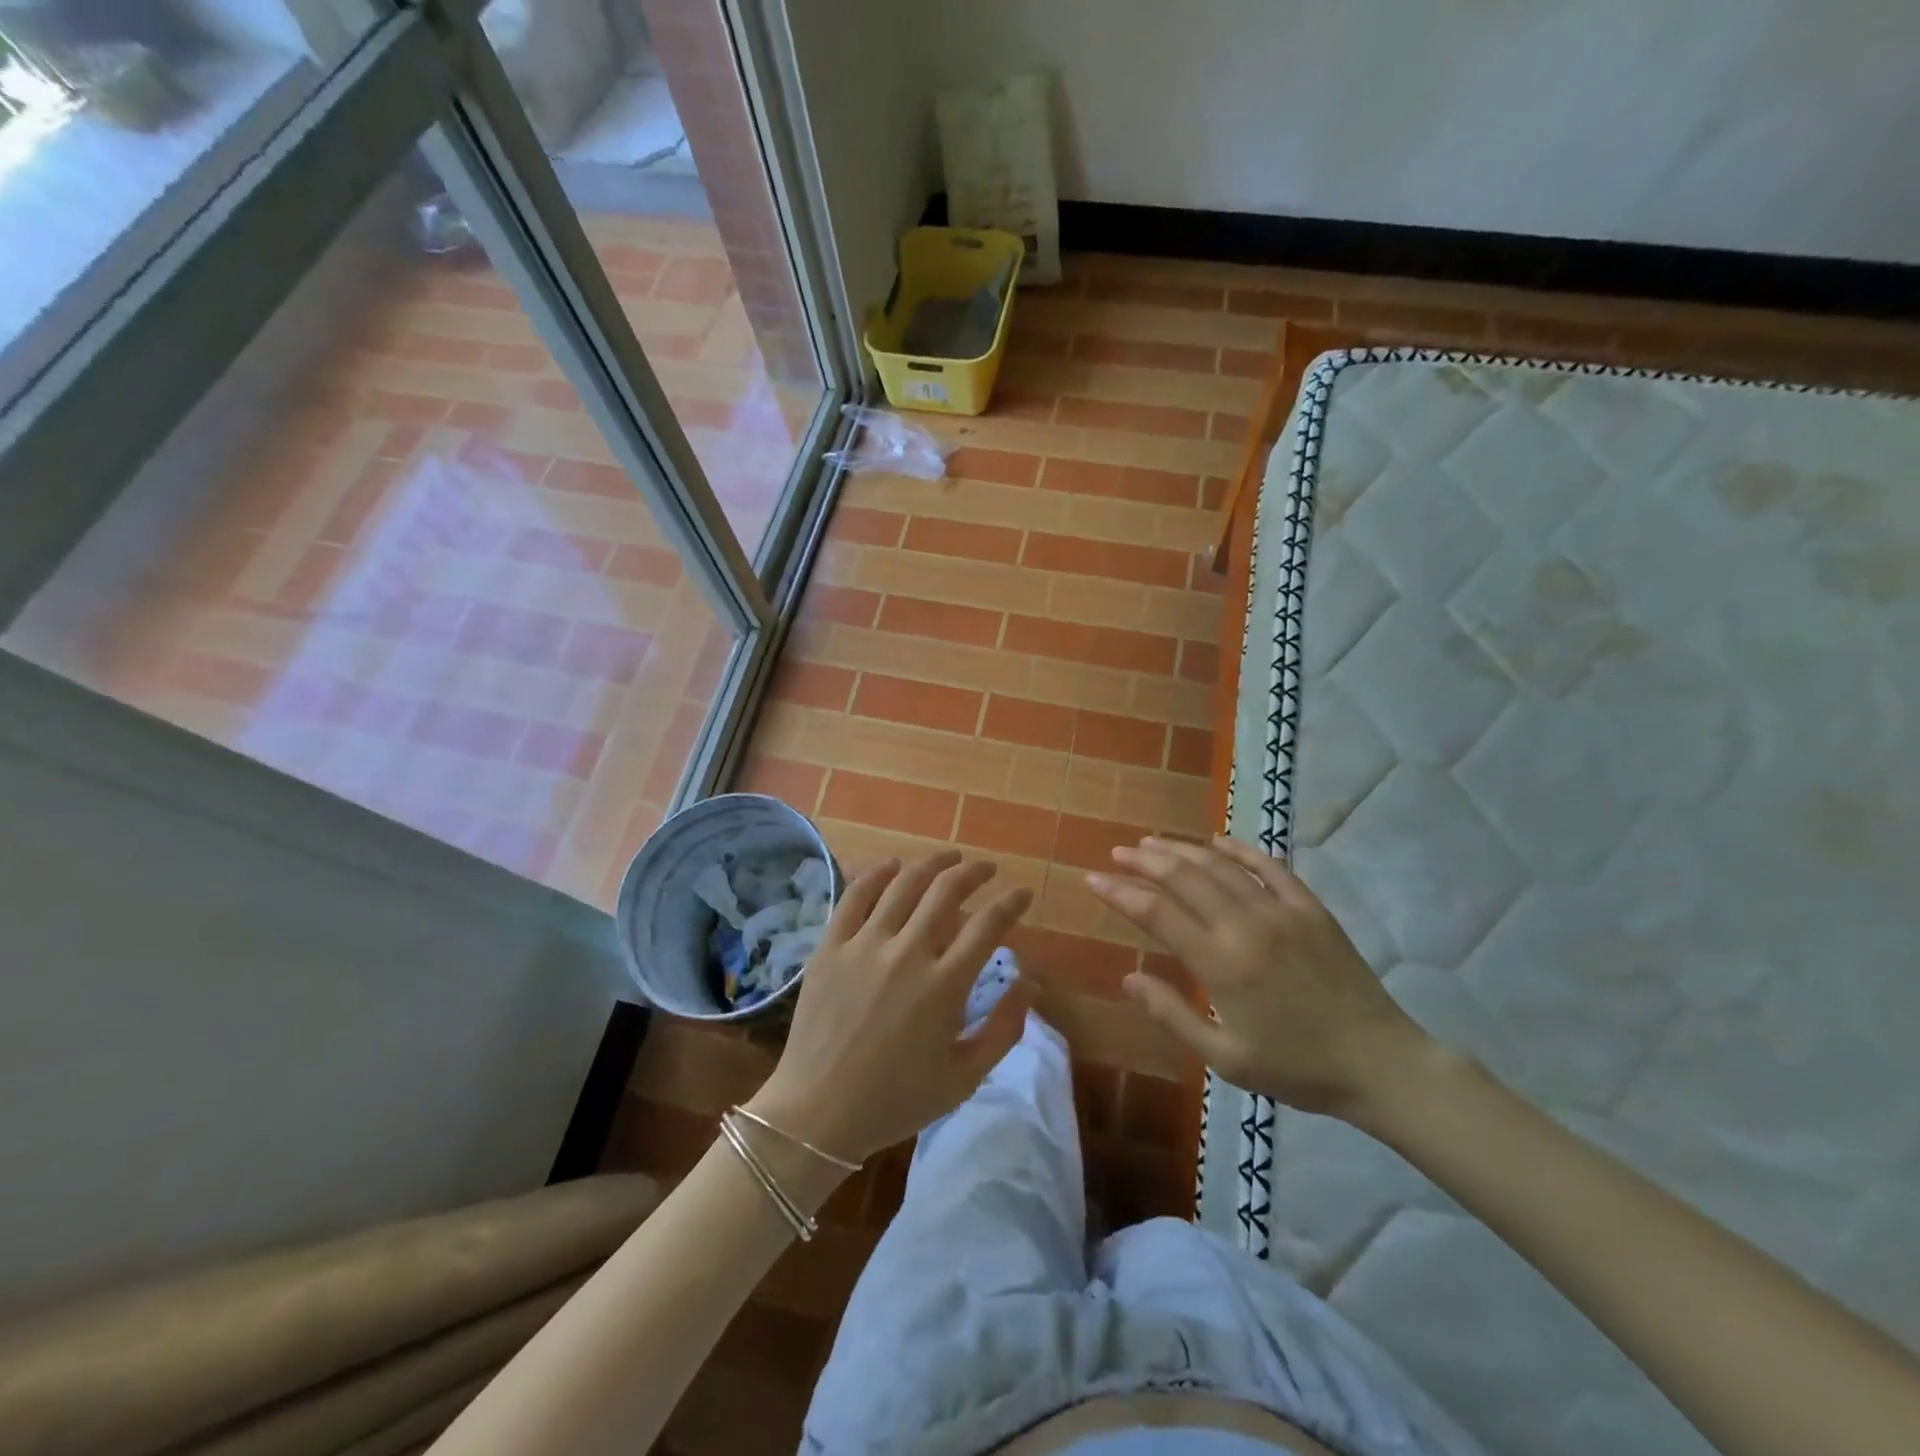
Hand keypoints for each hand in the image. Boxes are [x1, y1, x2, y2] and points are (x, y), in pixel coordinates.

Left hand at [748, 850, 1033, 1165]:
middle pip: (947, 891)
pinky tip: (892, 864)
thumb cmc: (897, 1100)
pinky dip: (877, 874)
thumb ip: (1004, 1028)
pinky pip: (855, 896)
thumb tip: (1030, 981)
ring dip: (932, 864)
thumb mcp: (965, 1077)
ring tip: (949, 857)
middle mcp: (907, 954)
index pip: (988, 926)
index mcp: (945, 986)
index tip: (1022, 893)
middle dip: (974, 872)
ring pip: (904, 884)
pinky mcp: (831, 946)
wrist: (817, 1114)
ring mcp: (865, 945)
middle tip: (987, 869)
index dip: (1011, 903)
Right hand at [1087, 835, 1430, 1120]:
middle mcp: (1245, 926)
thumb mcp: (1226, 1058)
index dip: (1120, 892)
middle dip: (1145, 861)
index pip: (1157, 913)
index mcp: (1221, 964)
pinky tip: (1218, 840)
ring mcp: (1281, 912)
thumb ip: (1173, 1015)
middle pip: (1184, 877)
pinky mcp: (1311, 908)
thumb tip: (1129, 978)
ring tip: (1153, 842)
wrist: (1379, 1063)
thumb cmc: (1296, 1067)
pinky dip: (1240, 850)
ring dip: (1182, 850)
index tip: (1093, 878)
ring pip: (1220, 866)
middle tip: (1118, 852)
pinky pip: (1270, 867)